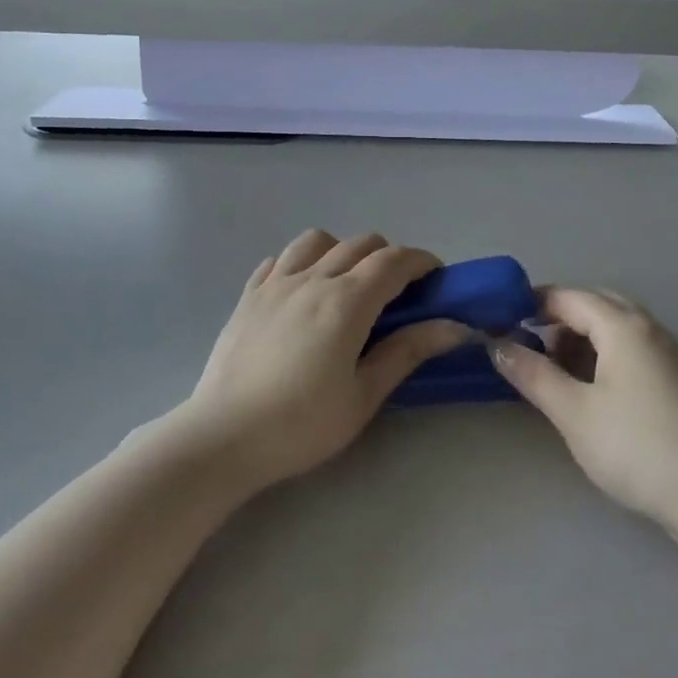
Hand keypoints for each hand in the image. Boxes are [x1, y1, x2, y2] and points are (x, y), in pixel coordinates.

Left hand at [176, 230, 469, 489]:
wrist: (222, 438)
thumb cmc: (301, 424)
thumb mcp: (363, 395)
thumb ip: (407, 352)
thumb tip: (454, 326)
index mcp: (347, 301)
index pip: (394, 261)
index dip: (421, 262)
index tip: (436, 278)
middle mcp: (312, 279)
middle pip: (361, 244)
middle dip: (389, 257)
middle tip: (398, 292)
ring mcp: (275, 283)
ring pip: (318, 240)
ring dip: (343, 251)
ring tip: (347, 284)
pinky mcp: (248, 295)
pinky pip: (280, 258)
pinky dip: (302, 262)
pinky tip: (303, 290)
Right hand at [491, 287, 677, 529]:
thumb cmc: (636, 447)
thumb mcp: (573, 412)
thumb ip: (533, 374)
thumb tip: (497, 345)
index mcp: (623, 326)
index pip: (569, 297)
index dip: (532, 303)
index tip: (501, 320)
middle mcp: (650, 329)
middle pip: (597, 305)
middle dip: (559, 318)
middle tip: (529, 344)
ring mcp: (671, 354)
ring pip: (618, 329)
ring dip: (583, 338)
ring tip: (557, 371)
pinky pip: (635, 350)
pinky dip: (606, 356)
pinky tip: (594, 391)